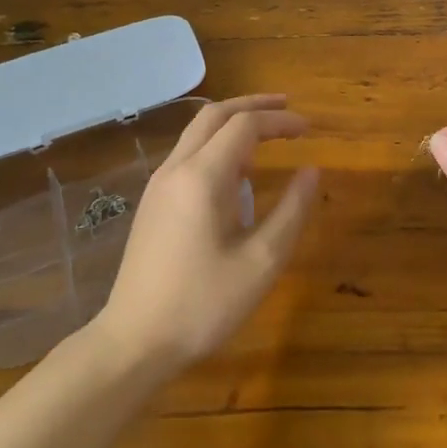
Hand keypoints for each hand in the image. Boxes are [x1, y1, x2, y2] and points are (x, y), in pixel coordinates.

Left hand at [94, 95, 319, 372]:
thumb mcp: (261, 262)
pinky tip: (238, 172)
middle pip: (215, 115)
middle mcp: (176, 169)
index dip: (280, 121)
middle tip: (287, 108)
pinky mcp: (153, 202)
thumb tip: (313, 170)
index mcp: (203, 177)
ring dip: (233, 123)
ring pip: (197, 132)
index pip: (245, 125)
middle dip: (253, 105)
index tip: (309, 129)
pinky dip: (218, 145)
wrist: (134, 342)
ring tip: (268, 135)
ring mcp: (159, 185)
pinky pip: (188, 154)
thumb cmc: (203, 304)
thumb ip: (292, 211)